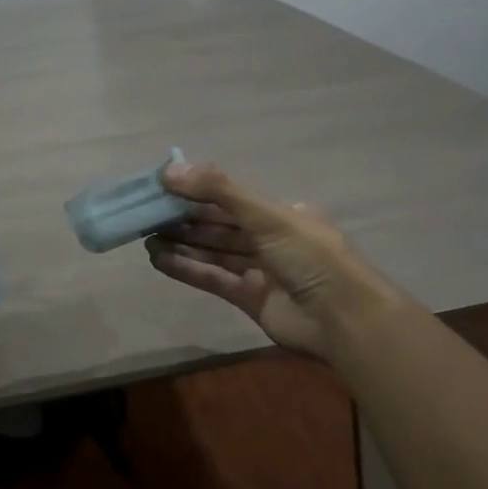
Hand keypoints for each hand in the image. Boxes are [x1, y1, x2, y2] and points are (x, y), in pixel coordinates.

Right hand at [146, 163, 396, 358]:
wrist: (340, 318)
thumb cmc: (308, 255)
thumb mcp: (266, 215)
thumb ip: (218, 191)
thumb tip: (169, 170)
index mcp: (281, 214)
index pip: (231, 199)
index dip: (197, 193)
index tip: (163, 188)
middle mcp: (270, 239)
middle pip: (220, 226)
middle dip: (185, 220)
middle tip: (147, 215)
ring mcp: (260, 271)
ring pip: (214, 252)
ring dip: (182, 245)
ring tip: (146, 237)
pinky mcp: (249, 299)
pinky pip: (213, 278)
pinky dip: (187, 268)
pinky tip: (159, 260)